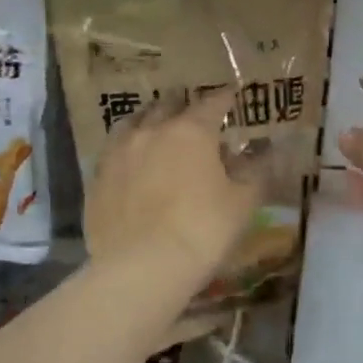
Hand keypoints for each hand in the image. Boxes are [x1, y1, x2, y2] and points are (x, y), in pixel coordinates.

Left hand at [83, 89, 261, 285]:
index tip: (232, 95)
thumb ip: (256, 170)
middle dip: (183, 106)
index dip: (224, 98)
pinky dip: (127, 149)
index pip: (212, 103)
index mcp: (191, 131)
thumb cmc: (203, 230)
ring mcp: (118, 153)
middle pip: (167, 106)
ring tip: (157, 129)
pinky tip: (131, 162)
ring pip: (133, 123)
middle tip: (193, 113)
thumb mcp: (243, 202)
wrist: (142, 267)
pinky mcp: (97, 178)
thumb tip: (266, 149)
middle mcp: (151, 131)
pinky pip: (113, 152)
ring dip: (149, 122)